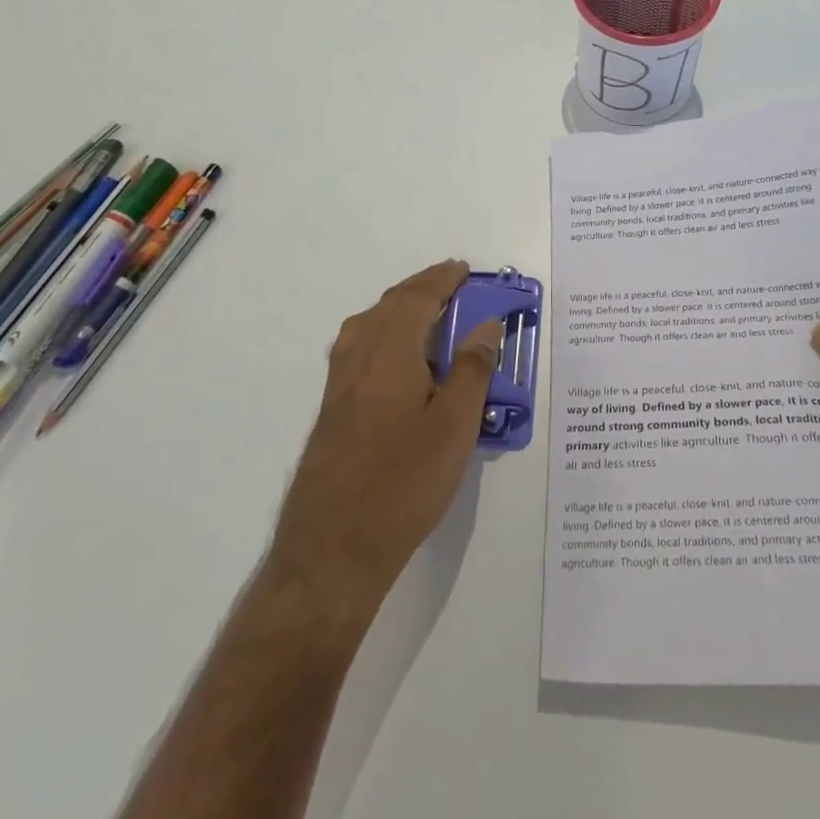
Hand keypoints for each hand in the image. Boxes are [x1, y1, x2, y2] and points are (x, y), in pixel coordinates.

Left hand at [265, 260, 501, 632]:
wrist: (333, 549)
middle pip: (390, 305)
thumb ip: (472, 370)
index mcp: (388, 353)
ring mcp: (339, 384)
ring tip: (432, 314)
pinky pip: (360, 347)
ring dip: (401, 309)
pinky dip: (386, 332)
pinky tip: (400, 358)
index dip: (442, 280)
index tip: (464, 269)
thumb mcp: (454, 427)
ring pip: (369, 325)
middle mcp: (357, 357)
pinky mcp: (333, 408)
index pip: (416, 299)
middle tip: (455, 285)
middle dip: (422, 289)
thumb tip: (486, 325)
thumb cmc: (403, 484)